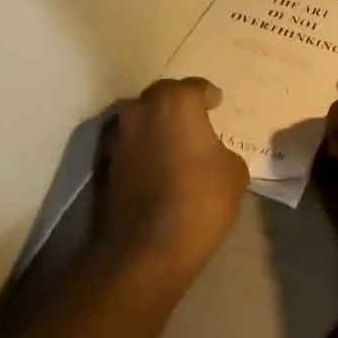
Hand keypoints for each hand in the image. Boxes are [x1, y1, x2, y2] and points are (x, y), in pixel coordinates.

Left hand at [100, 77, 248, 271]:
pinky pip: (127, 148)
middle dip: (177, 105)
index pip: (195, 87)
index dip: (208, 96)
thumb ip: (221, 150)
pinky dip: (139, 152)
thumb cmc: (199, 200)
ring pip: (139, 120)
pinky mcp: (103, 166)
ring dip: (153, 127)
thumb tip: (210, 154)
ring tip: (171, 144)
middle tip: (193, 121)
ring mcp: (118, 138)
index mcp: (176, 102)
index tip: (216, 104)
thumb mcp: (234, 172)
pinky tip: (153, 167)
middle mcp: (142, 110)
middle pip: (161, 97)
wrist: (145, 249)